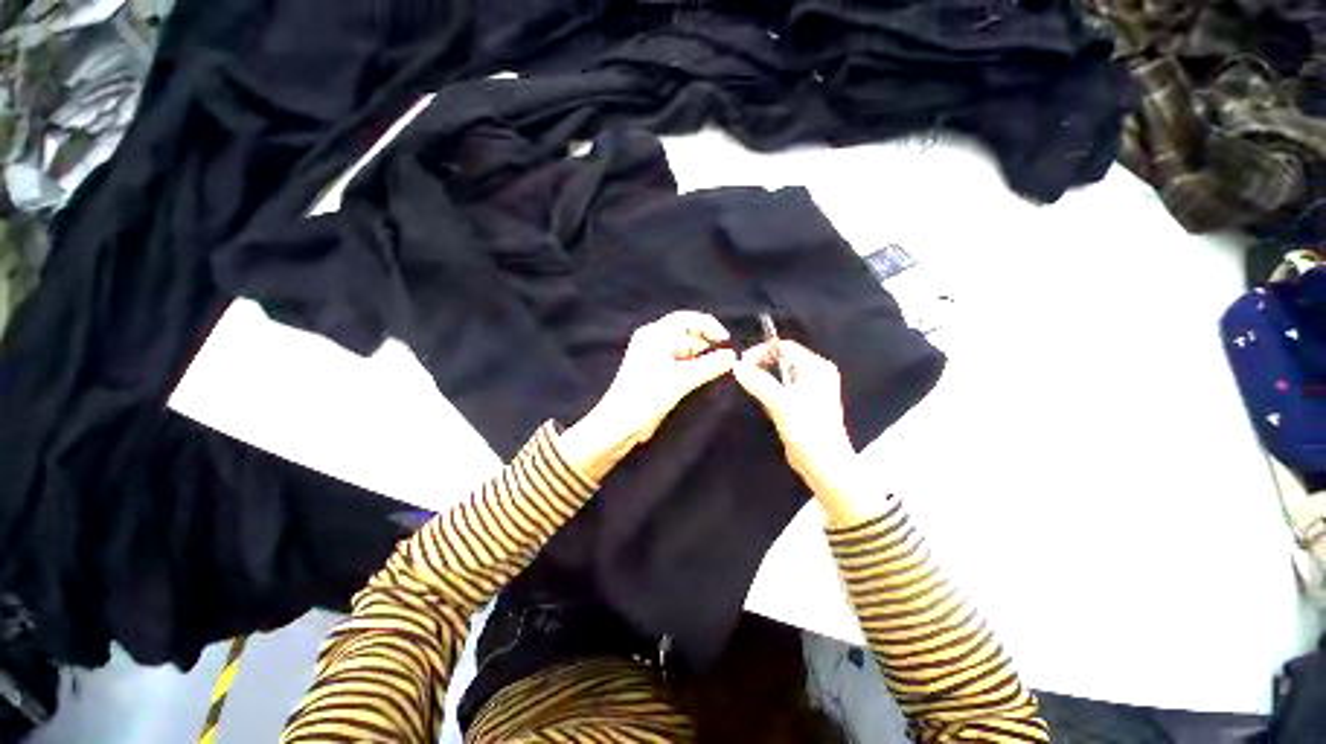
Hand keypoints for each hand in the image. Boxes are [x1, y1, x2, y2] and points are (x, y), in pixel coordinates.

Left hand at [560, 311, 735, 480]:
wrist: (618, 423)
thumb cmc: (647, 397)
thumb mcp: (682, 380)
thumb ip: (709, 366)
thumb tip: (732, 356)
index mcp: (655, 334)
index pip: (689, 319)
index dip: (711, 327)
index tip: (727, 343)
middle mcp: (652, 339)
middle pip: (687, 332)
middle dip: (707, 342)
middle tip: (725, 359)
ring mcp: (651, 354)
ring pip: (683, 347)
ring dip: (701, 355)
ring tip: (717, 368)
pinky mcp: (652, 370)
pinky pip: (678, 360)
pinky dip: (692, 364)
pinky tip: (702, 375)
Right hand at [733, 340, 859, 507]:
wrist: (825, 467)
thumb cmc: (809, 433)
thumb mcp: (782, 405)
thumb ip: (759, 383)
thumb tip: (736, 365)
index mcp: (817, 367)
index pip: (785, 347)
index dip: (761, 351)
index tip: (740, 363)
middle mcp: (815, 373)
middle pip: (781, 358)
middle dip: (760, 364)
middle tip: (741, 374)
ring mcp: (808, 388)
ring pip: (778, 373)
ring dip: (763, 378)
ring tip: (748, 386)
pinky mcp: (801, 403)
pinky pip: (780, 387)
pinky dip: (768, 390)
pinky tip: (761, 400)